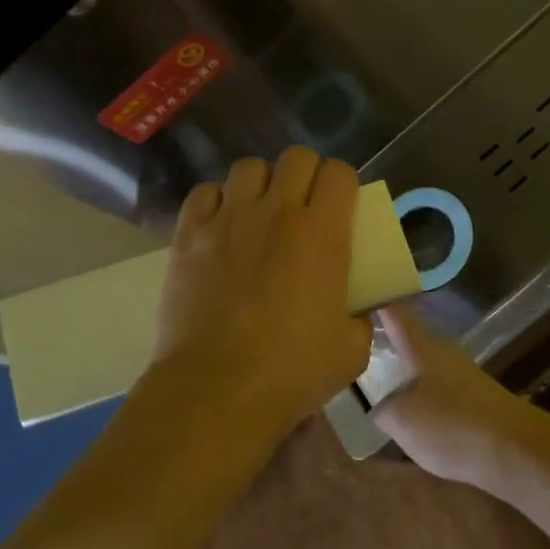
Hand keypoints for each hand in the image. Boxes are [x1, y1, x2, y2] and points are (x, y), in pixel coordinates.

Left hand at [152, 148, 373, 436]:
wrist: (216, 390)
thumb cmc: (291, 372)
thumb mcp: (351, 350)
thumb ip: (360, 319)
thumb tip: (357, 309)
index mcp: (322, 232)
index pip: (340, 173)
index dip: (344, 183)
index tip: (342, 205)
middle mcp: (276, 212)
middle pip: (297, 157)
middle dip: (306, 174)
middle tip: (304, 206)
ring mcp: (228, 219)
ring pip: (248, 168)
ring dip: (261, 184)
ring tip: (259, 212)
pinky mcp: (188, 234)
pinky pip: (205, 193)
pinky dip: (217, 202)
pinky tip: (220, 226)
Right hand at [372, 307, 545, 483]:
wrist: (516, 451)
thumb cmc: (452, 425)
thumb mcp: (402, 421)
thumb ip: (380, 409)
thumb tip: (375, 404)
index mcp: (422, 347)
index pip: (394, 312)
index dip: (375, 299)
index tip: (354, 291)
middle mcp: (443, 352)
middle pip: (409, 336)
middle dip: (385, 336)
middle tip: (355, 340)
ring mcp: (462, 375)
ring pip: (423, 363)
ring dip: (402, 367)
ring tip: (376, 378)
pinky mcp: (475, 399)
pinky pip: (437, 387)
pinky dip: (419, 392)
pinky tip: (410, 412)